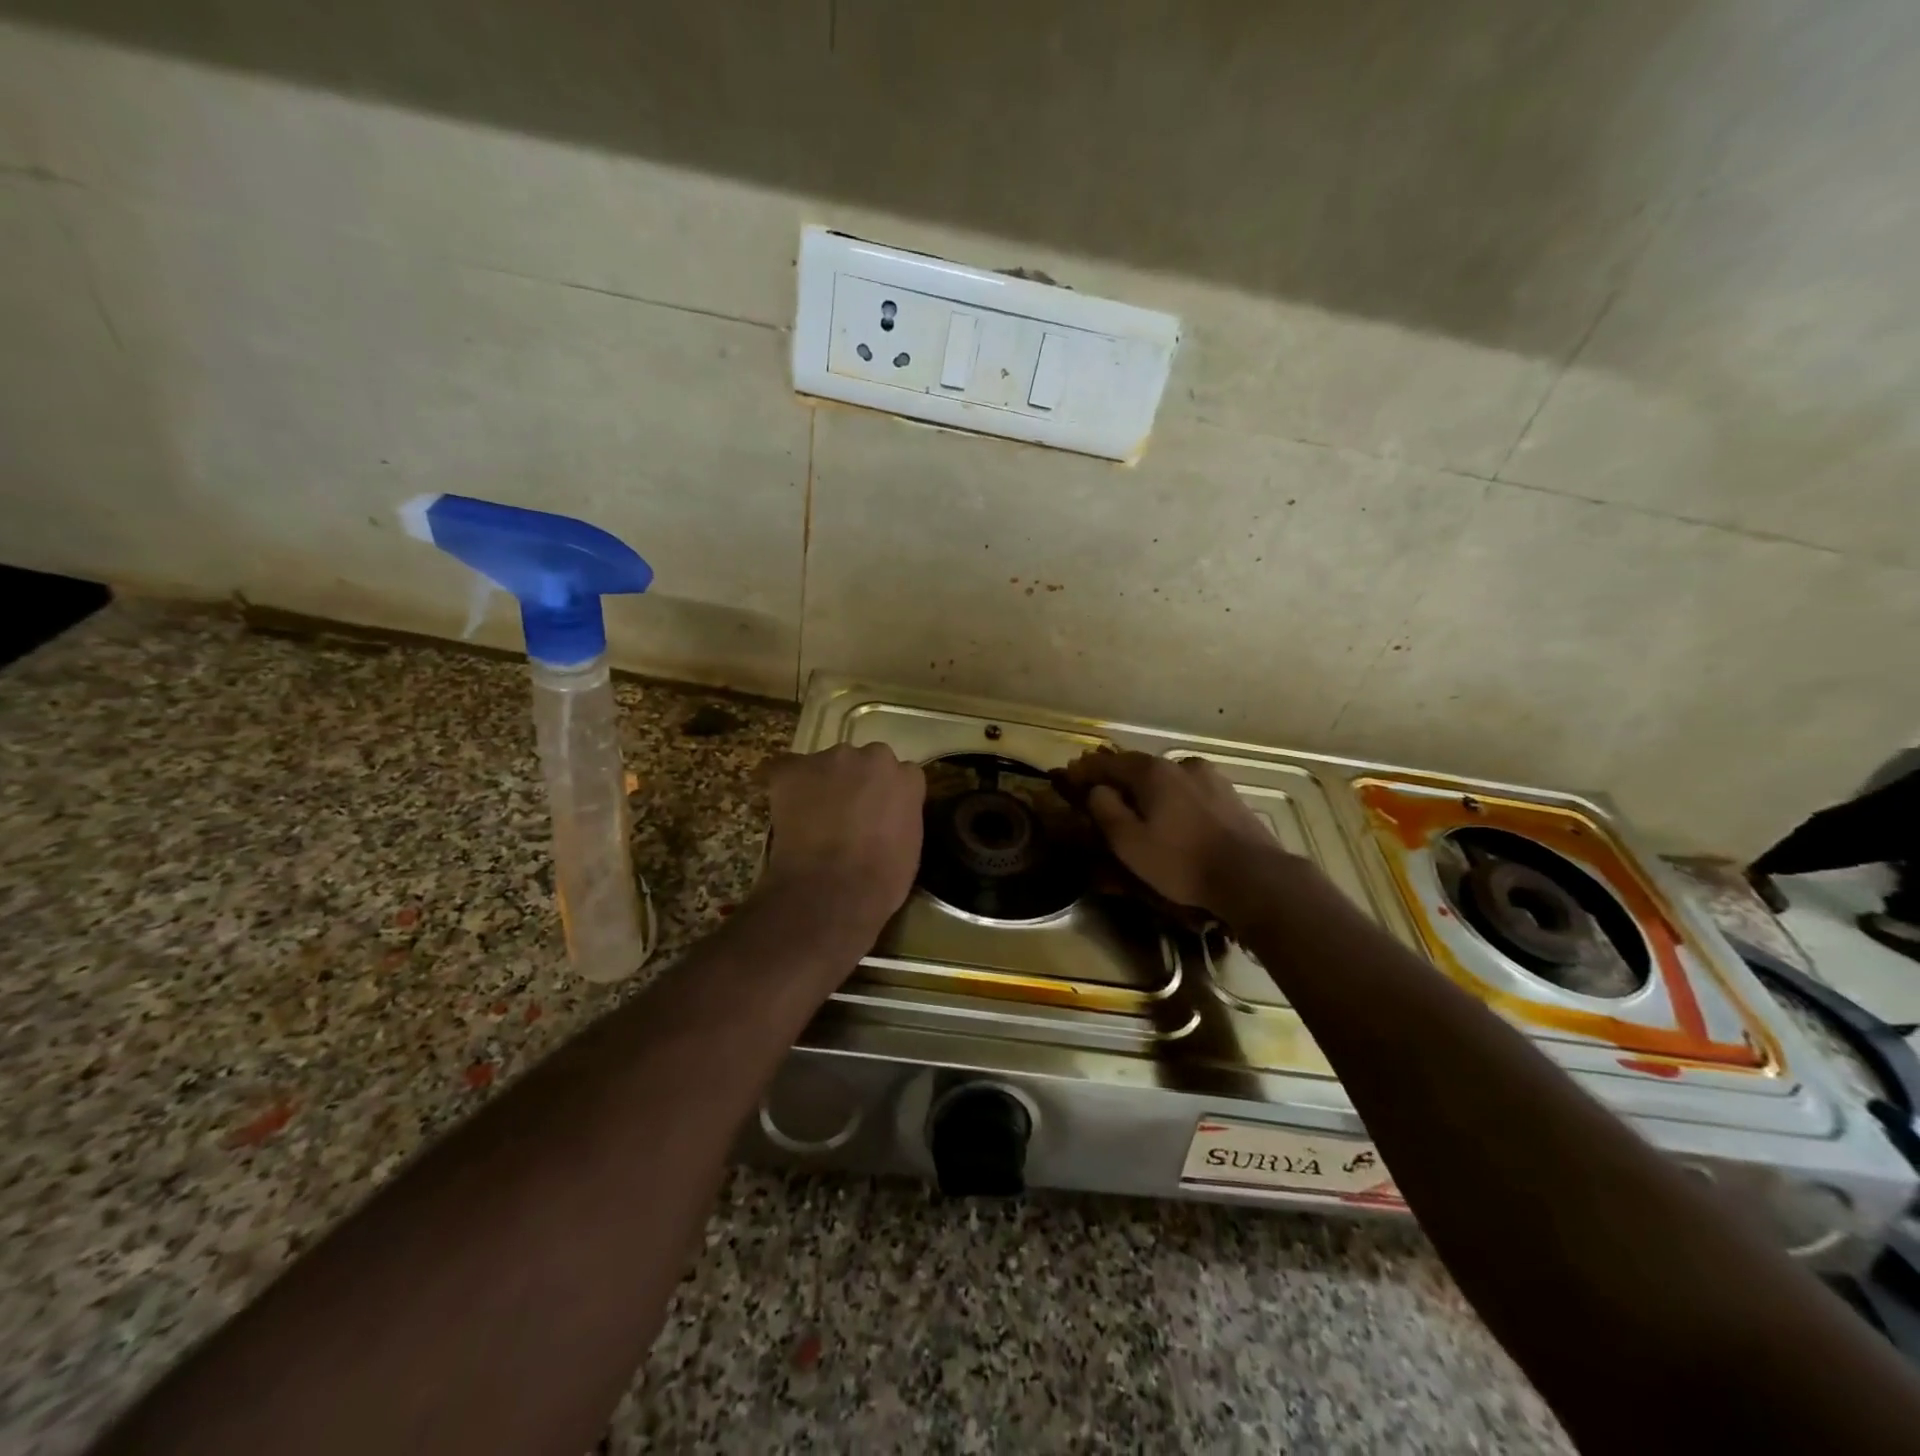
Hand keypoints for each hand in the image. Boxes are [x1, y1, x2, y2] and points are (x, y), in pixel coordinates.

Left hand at [759, 743, 925, 927]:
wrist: (832, 890)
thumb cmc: (881, 879)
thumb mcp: (910, 845)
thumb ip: (901, 815)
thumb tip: (884, 815)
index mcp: (907, 776)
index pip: (900, 773)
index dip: (886, 793)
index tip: (879, 813)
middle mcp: (872, 757)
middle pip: (865, 761)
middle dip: (858, 781)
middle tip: (847, 813)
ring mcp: (831, 759)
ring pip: (828, 764)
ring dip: (824, 783)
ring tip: (813, 816)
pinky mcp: (793, 769)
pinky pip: (788, 769)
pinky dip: (787, 786)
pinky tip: (786, 809)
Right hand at [1064, 750, 1288, 919]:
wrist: (1252, 876)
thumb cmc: (1181, 860)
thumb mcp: (1129, 842)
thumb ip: (1105, 810)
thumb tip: (1097, 790)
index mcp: (1152, 771)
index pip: (1107, 763)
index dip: (1085, 770)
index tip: (1068, 777)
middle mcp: (1180, 765)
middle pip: (1138, 767)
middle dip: (1115, 778)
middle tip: (1098, 790)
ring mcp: (1209, 778)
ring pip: (1165, 779)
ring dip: (1145, 788)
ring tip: (1135, 805)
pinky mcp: (1229, 796)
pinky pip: (1188, 791)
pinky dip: (1171, 798)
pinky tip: (1171, 815)